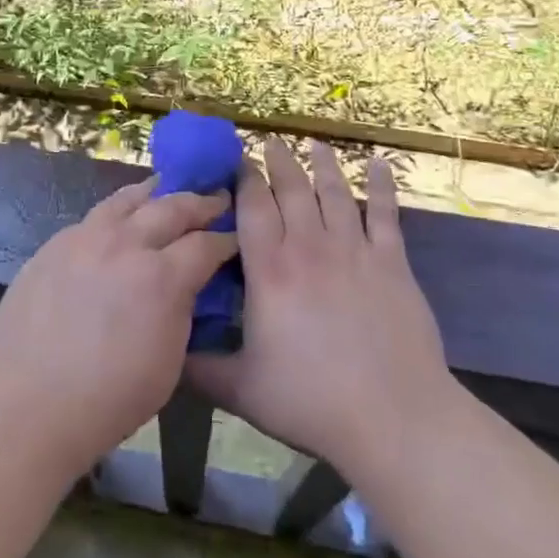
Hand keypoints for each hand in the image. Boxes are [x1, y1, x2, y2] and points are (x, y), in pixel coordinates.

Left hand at [0, 179, 235, 480]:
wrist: (25, 405)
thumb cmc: (106, 401)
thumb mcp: (168, 363)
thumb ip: (181, 312)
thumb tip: (185, 286)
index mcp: (161, 277)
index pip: (206, 244)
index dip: (226, 239)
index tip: (237, 236)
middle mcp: (125, 244)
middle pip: (172, 207)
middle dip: (200, 202)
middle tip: (217, 198)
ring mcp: (85, 238)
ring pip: (128, 199)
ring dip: (156, 193)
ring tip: (168, 190)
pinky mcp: (54, 244)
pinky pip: (94, 217)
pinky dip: (118, 212)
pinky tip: (120, 221)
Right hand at [186, 140, 453, 481]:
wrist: (392, 416)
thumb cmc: (312, 402)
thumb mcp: (242, 390)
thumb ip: (200, 367)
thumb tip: (166, 353)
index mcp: (269, 271)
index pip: (253, 207)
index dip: (244, 179)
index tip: (238, 160)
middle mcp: (308, 247)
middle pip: (292, 190)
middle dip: (279, 161)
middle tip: (271, 141)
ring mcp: (354, 251)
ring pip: (335, 193)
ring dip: (323, 165)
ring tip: (315, 143)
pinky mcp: (392, 263)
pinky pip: (386, 214)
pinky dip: (382, 186)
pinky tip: (379, 163)